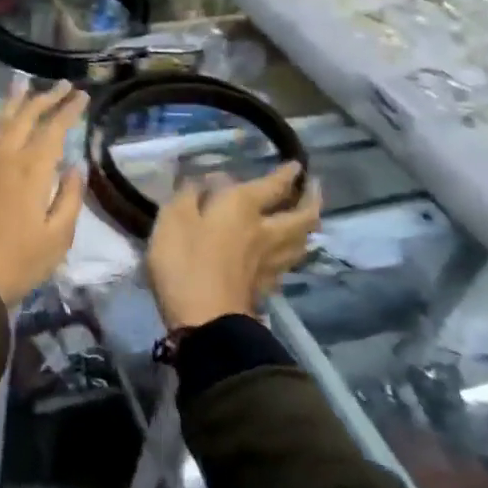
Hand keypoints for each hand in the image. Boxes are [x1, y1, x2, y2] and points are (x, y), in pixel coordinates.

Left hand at [0, 79, 88, 307]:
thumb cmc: (18, 262)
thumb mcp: (58, 237)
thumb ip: (69, 196)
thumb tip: (75, 165)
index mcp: (33, 169)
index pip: (54, 128)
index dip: (69, 109)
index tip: (82, 95)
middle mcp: (5, 156)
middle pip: (26, 117)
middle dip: (46, 97)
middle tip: (62, 85)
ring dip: (14, 102)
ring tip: (23, 84)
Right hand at [145, 163, 321, 330]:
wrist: (205, 321)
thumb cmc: (185, 261)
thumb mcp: (173, 218)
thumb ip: (188, 194)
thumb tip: (204, 179)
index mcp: (242, 207)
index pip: (273, 186)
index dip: (286, 174)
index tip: (296, 165)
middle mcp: (265, 232)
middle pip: (302, 216)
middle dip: (311, 199)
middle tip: (314, 188)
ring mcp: (269, 263)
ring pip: (301, 241)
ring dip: (308, 226)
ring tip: (306, 218)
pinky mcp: (265, 288)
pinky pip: (288, 263)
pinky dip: (292, 253)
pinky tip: (285, 253)